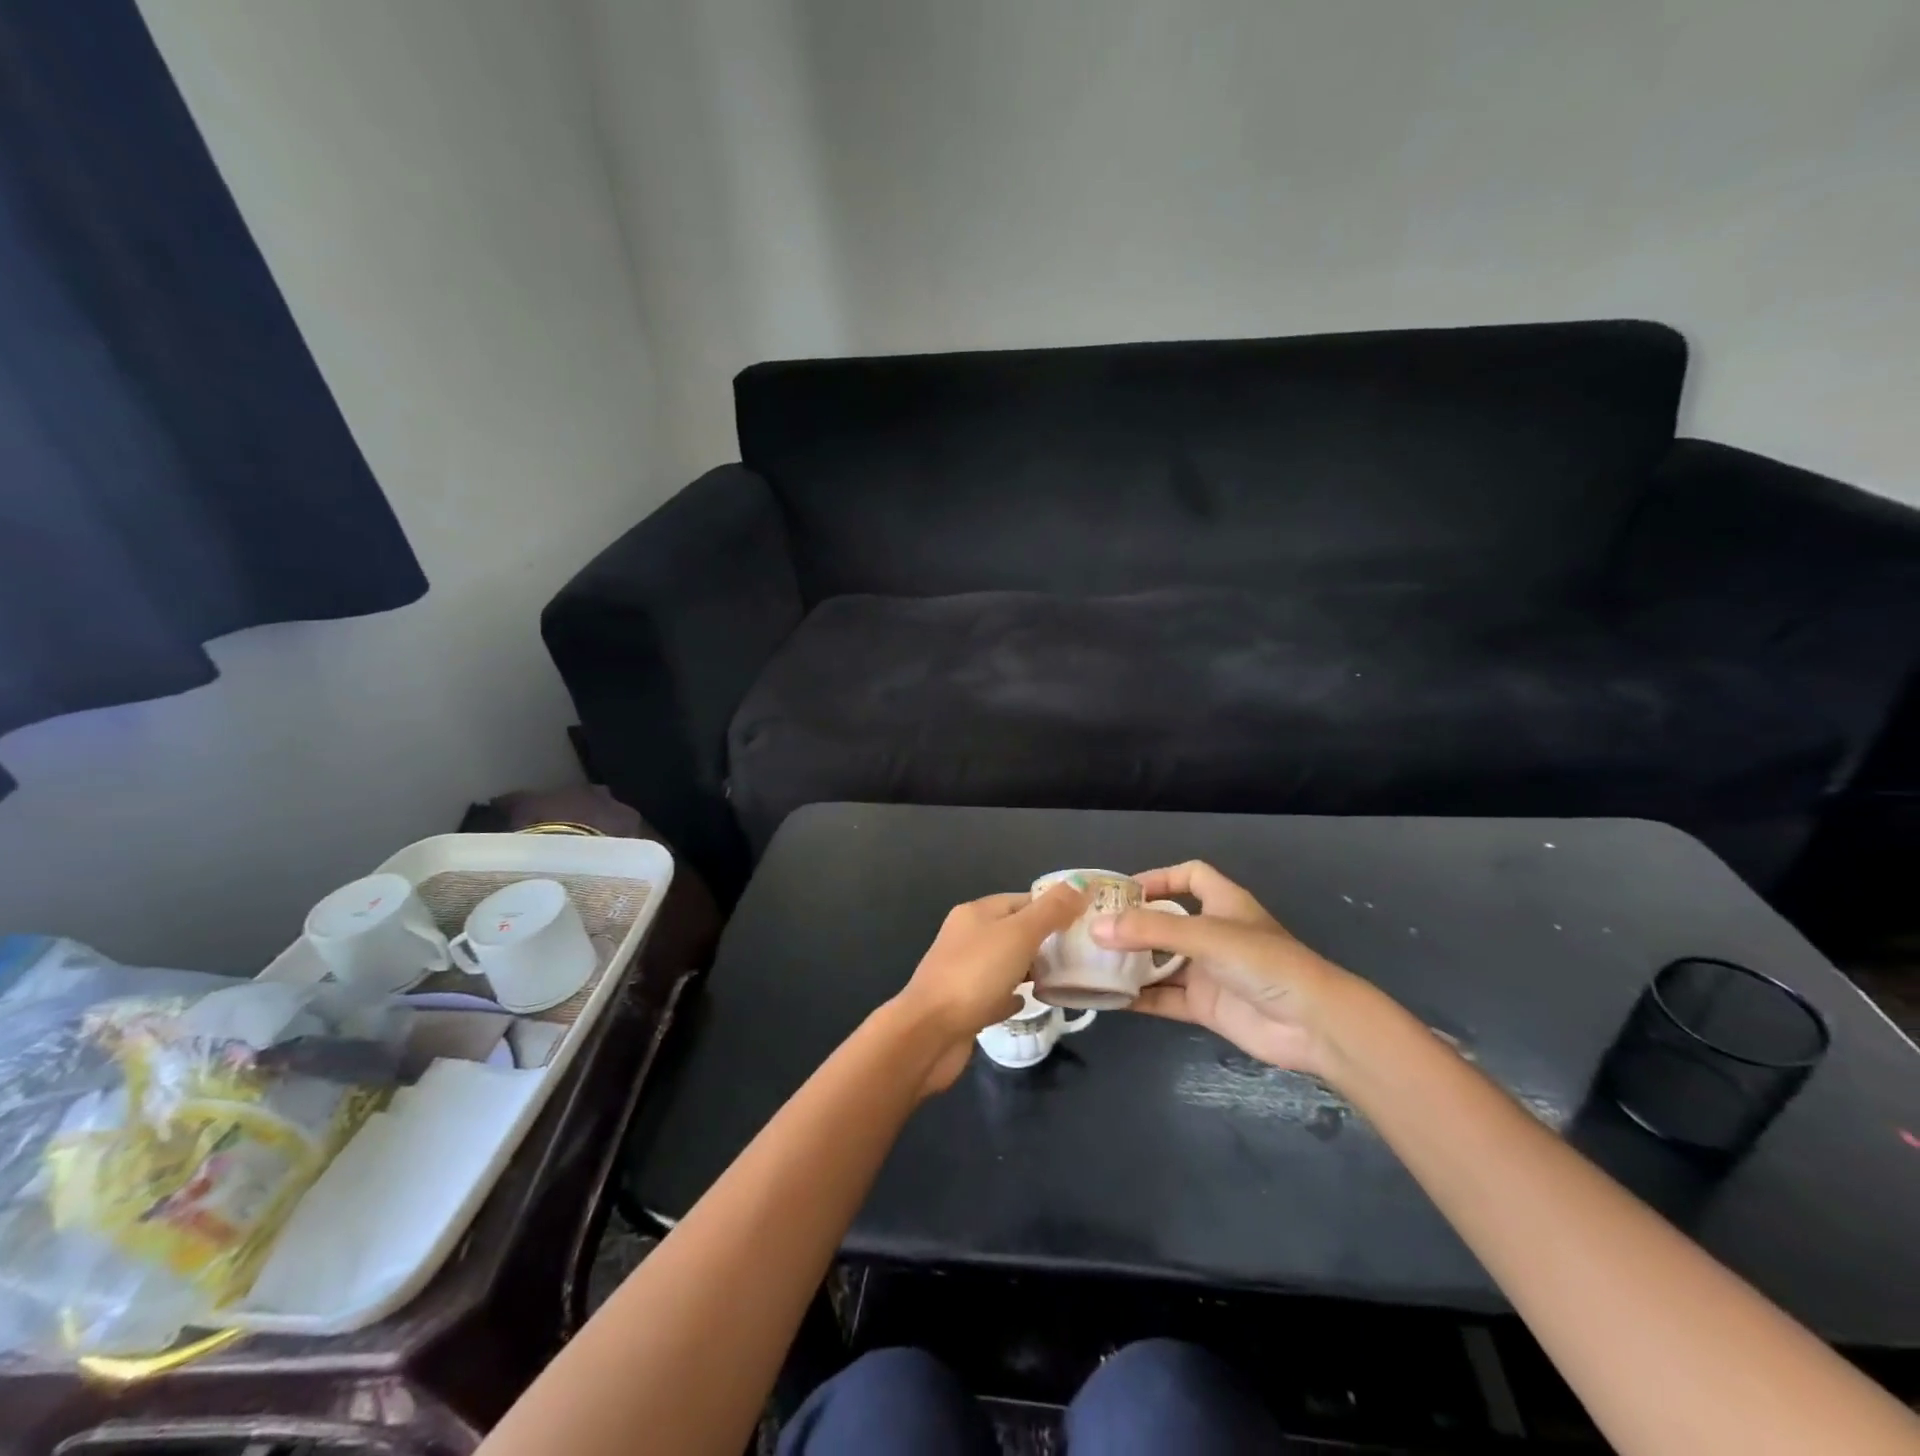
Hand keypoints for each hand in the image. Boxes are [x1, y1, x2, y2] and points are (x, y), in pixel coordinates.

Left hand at [890, 882, 1087, 1093]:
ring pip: (1005, 962)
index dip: (1053, 908)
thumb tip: (1082, 883)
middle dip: (1045, 940)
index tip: (1085, 923)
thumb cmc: (975, 975)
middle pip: (1014, 930)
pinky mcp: (963, 1005)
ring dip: (1031, 967)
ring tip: (1064, 977)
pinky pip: (994, 994)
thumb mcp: (1019, 934)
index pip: (1022, 900)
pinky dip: (1012, 995)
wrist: (930, 1033)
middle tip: (1080, 954)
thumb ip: (1052, 910)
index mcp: (976, 913)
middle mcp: (966, 937)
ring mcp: (963, 971)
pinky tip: (1029, 1002)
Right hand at [1089, 861, 1357, 1077]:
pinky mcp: (1206, 1006)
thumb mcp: (1206, 936)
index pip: (1190, 876)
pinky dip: (1138, 998)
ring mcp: (1209, 972)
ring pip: (1160, 962)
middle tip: (1090, 928)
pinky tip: (1108, 999)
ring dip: (1130, 963)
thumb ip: (1150, 932)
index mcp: (1223, 904)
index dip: (1160, 877)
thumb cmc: (1264, 962)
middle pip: (1166, 922)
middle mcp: (1213, 934)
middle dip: (1132, 925)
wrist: (1314, 1025)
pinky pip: (1164, 998)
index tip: (1124, 890)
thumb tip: (1095, 929)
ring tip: (1090, 962)